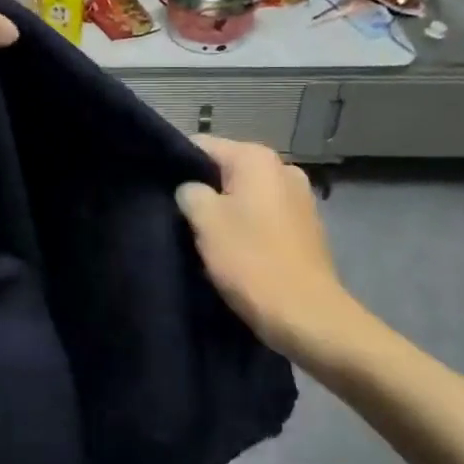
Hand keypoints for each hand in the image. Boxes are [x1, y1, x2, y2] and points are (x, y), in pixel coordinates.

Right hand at [174, 137, 377, 378]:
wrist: (307, 317)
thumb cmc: (251, 261)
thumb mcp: (205, 221)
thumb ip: (188, 192)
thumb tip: (189, 190)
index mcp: (257, 159)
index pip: (201, 146)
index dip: (175, 164)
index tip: (156, 187)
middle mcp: (283, 169)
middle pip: (225, 170)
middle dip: (200, 189)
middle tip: (174, 215)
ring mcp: (298, 199)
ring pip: (243, 195)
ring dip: (222, 211)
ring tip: (199, 236)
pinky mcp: (304, 228)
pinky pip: (261, 216)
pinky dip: (244, 227)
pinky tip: (229, 250)